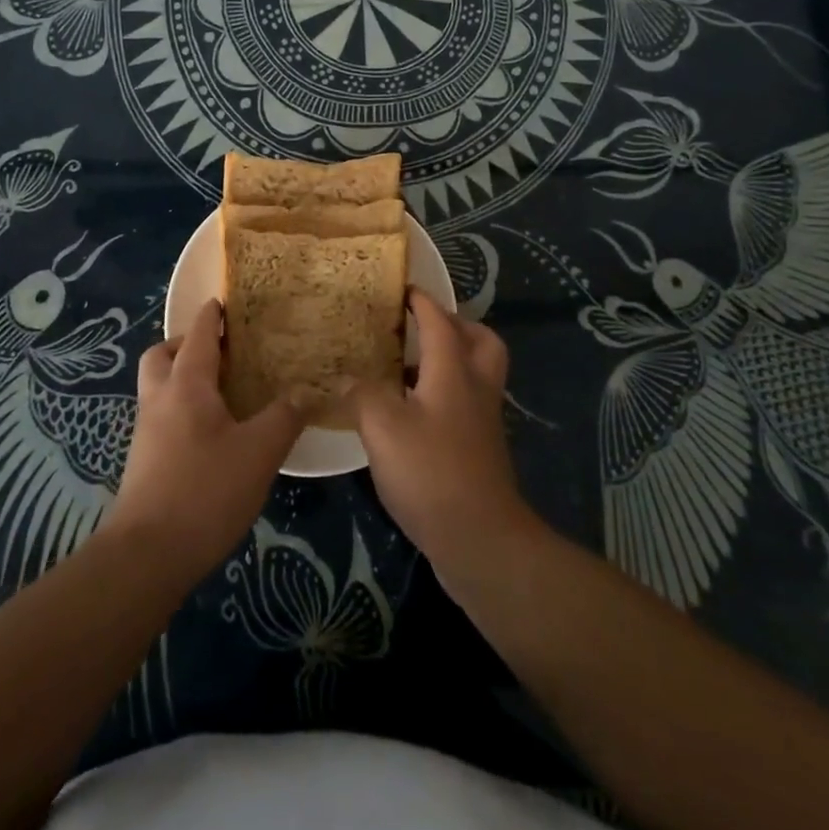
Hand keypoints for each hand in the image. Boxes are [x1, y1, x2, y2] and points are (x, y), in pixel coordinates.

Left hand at [104, 299, 302, 586]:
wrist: (146, 555)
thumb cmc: (205, 491)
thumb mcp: (259, 453)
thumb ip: (285, 417)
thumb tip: (307, 390)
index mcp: (186, 385)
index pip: (197, 334)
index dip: (211, 316)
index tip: (225, 302)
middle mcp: (159, 399)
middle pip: (161, 355)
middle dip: (185, 344)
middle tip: (219, 353)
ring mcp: (146, 432)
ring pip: (156, 387)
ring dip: (179, 377)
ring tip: (218, 392)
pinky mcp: (143, 461)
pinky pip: (160, 416)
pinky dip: (179, 409)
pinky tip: (208, 434)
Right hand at [352, 290, 535, 567]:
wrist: (481, 540)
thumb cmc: (431, 472)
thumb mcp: (383, 427)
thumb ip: (362, 394)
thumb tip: (346, 378)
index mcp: (453, 372)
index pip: (440, 321)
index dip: (421, 301)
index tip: (402, 288)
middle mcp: (475, 388)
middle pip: (481, 341)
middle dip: (456, 325)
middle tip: (421, 327)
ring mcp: (482, 421)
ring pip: (476, 373)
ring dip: (451, 360)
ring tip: (409, 367)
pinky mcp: (480, 450)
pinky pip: (467, 403)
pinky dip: (445, 394)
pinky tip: (412, 414)